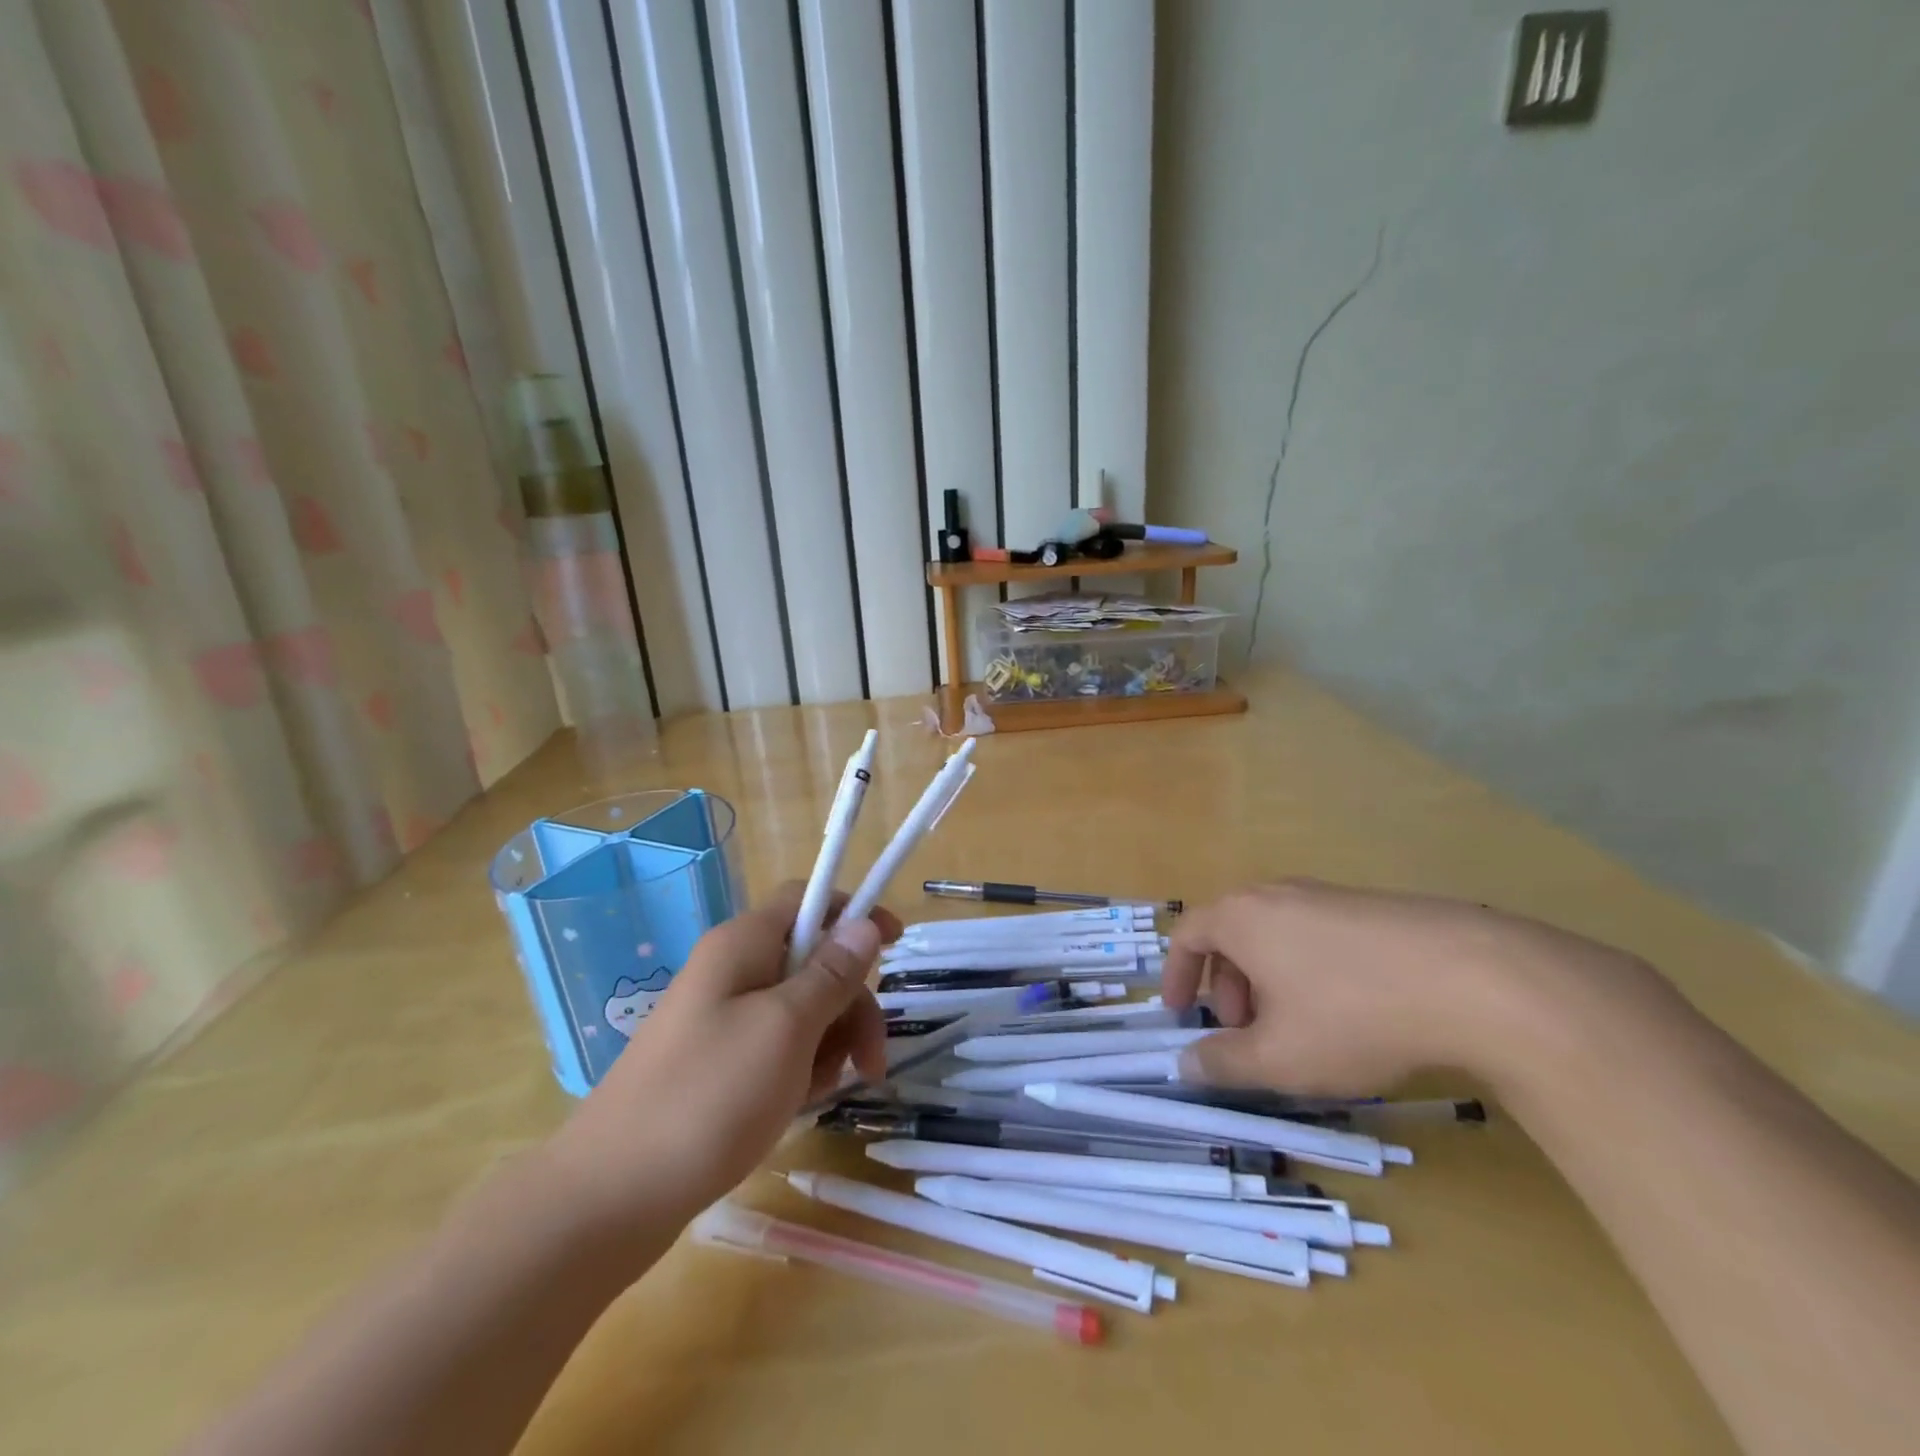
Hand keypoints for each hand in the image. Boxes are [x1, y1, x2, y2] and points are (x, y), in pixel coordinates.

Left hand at [545, 883, 899, 1231]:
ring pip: (800, 1008)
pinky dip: (798, 1068)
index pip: (808, 899)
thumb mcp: (786, 1029)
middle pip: (813, 960)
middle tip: (870, 1060)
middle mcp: (731, 971)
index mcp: (743, 944)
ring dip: (828, 1042)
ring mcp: (721, 1018)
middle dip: (850, 1003)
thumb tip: (864, 923)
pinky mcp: (716, 1063)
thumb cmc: (708, 1098)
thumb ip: (831, 974)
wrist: (609, 1198)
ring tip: (821, 1092)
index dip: (854, 912)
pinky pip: (776, 1046)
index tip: (895, 945)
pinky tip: (796, 1104)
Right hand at [1161, 879, 1656, 1095]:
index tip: (1179, 1013)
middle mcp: (1277, 894)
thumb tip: (1186, 1064)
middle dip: (1226, 987)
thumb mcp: (1278, 1057)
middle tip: (1244, 1033)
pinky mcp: (1372, 908)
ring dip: (1268, 982)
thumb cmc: (1352, 1015)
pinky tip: (1348, 1013)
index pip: (1188, 935)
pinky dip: (1308, 972)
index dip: (1175, 976)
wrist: (1474, 978)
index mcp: (1241, 917)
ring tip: (1297, 1030)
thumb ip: (1222, 1063)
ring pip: (1276, 937)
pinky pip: (1317, 936)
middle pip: (1232, 935)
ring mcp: (1328, 895)